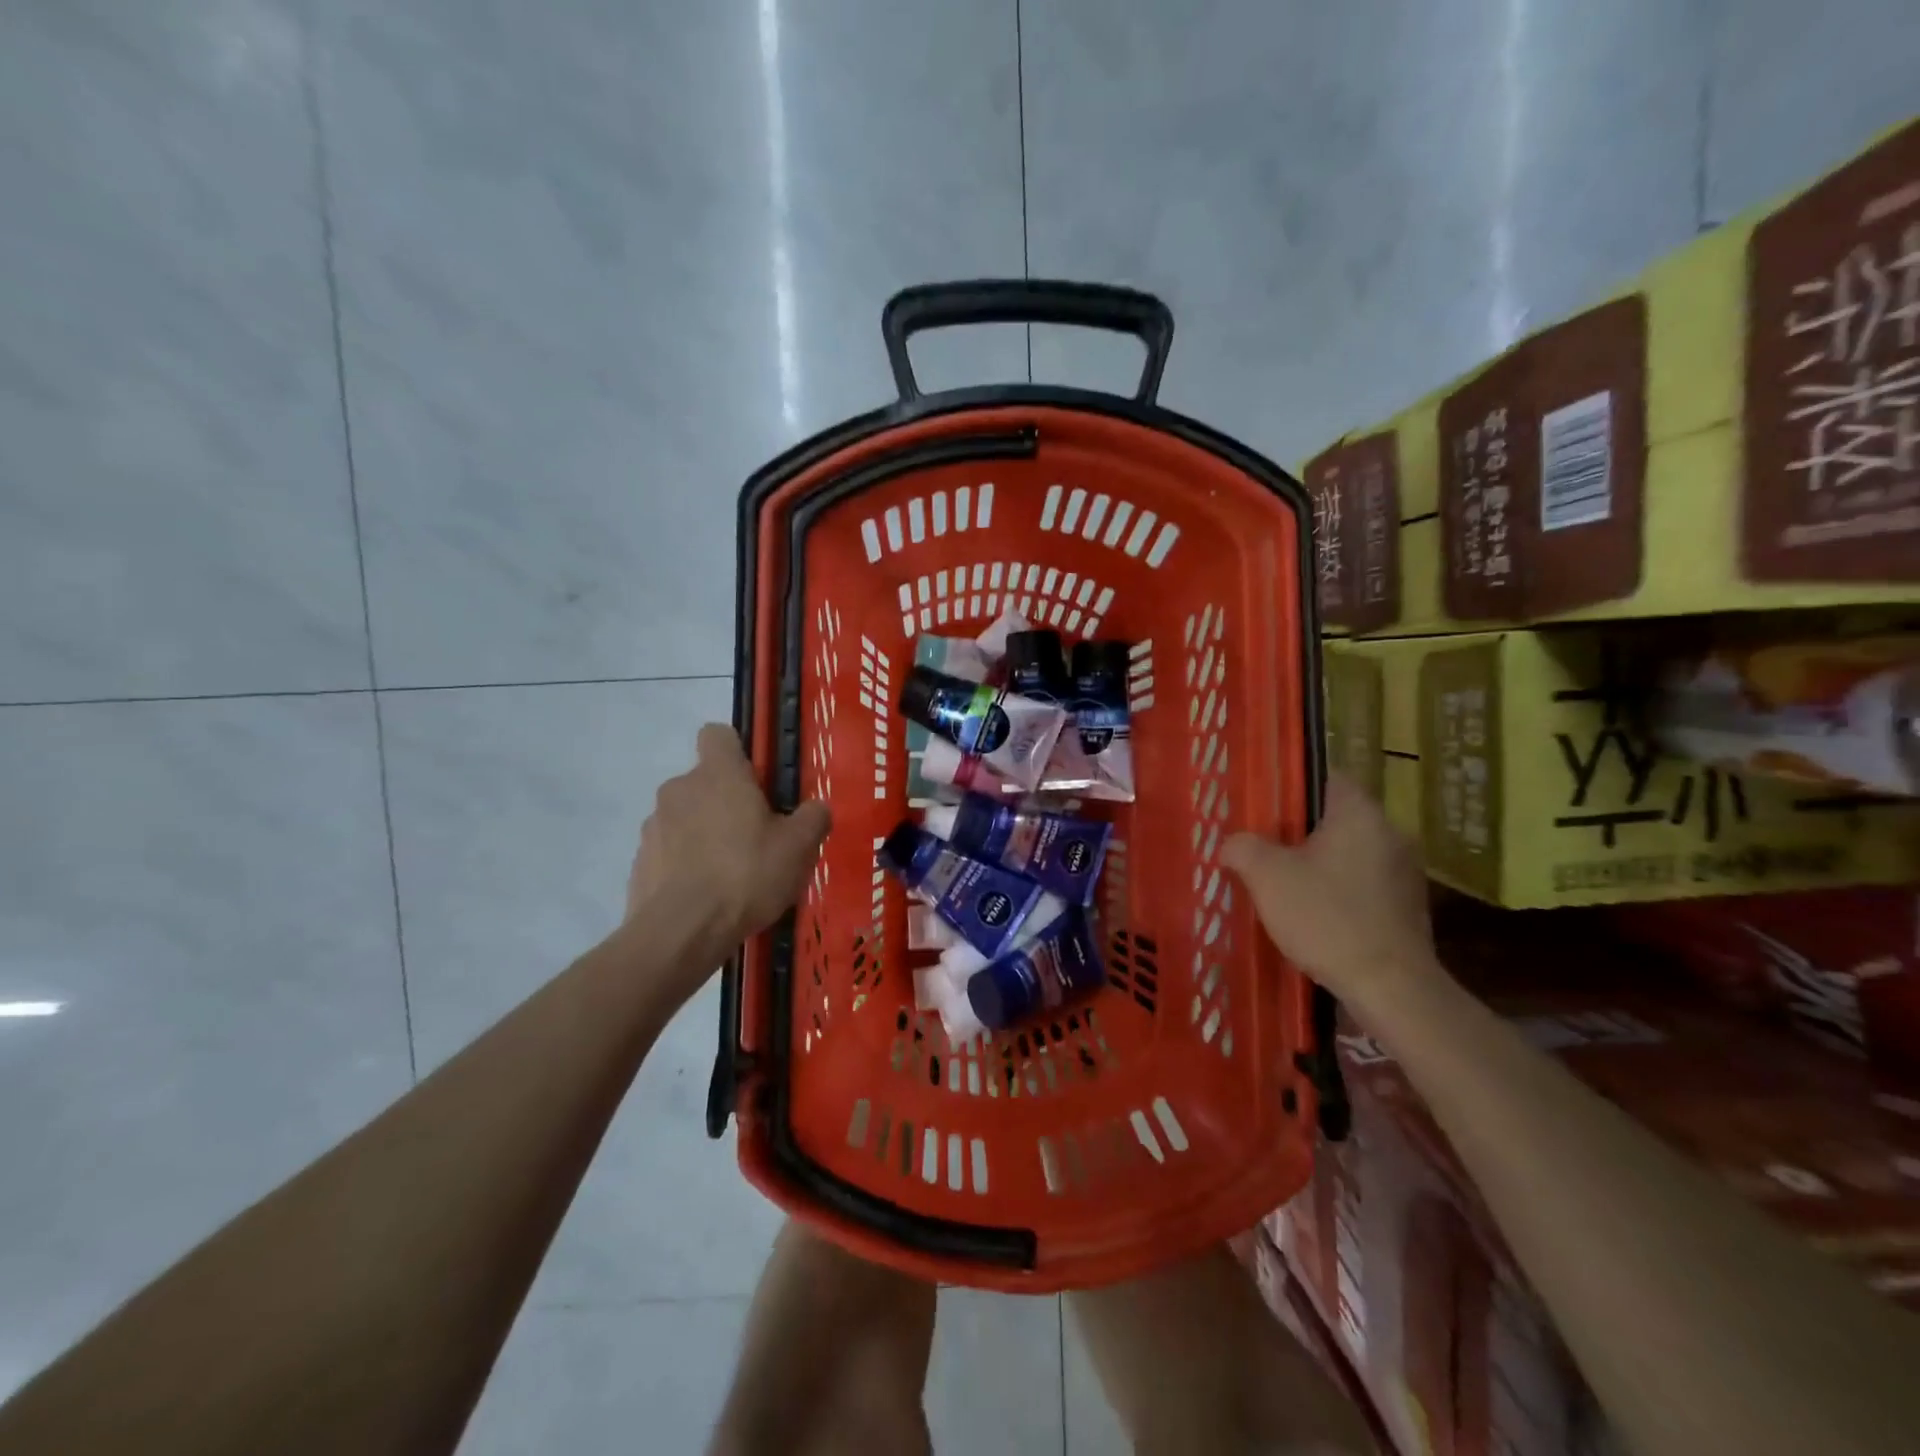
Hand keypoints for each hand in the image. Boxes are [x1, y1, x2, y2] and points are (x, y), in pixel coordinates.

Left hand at [627, 724, 831, 964]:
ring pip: (686, 817)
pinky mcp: (639, 861)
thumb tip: (815, 808)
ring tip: (731, 874)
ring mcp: (653, 825)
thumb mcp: (799, 847)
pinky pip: (669, 851)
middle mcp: (679, 789)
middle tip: (756, 838)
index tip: (757, 782)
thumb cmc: (747, 874)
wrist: (681, 931)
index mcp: (718, 774)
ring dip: (704, 834)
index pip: (718, 734)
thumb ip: (813, 818)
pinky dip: (686, 865)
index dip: (738, 751)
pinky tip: (706, 896)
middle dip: (726, 802)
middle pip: (705, 781)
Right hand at [1221, 773, 1439, 1013]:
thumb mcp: (1266, 876)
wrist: (1390, 988)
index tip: (1261, 804)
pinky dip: (1337, 890)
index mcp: (1360, 813)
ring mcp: (1404, 871)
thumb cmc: (1326, 917)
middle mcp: (1390, 833)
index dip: (1289, 785)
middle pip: (1334, 817)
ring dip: (1317, 863)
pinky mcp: (1407, 906)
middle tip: (1261, 845)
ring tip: (1281, 883)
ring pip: (1348, 852)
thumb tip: (1232, 844)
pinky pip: (1362, 883)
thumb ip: (1243, 847)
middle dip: (1297, 830)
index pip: (1325, 776)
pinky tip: (1312, 914)